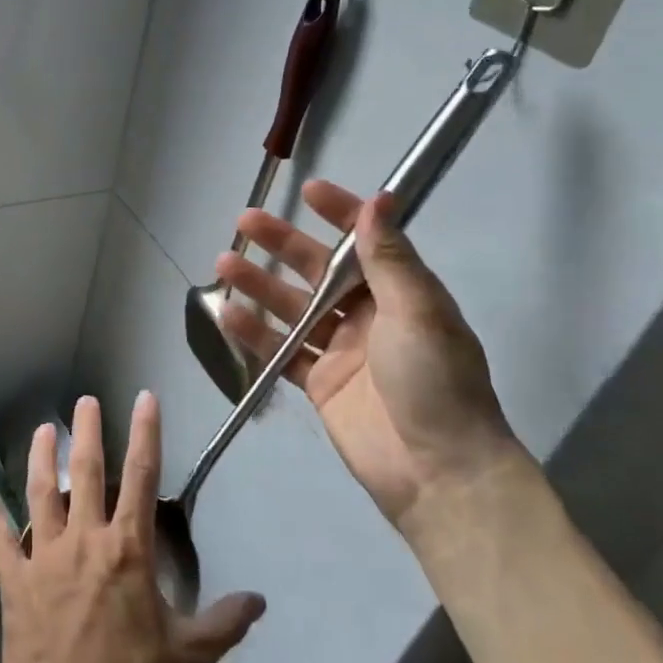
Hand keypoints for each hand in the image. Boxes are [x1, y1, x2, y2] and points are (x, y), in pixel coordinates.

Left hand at [0, 393, 265, 662]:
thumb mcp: (188, 658)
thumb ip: (224, 623)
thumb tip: (260, 600)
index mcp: (127, 549)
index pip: (142, 476)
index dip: (146, 433)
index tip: (144, 398)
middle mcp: (84, 540)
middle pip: (88, 472)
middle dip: (89, 431)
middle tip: (86, 399)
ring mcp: (45, 556)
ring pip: (42, 493)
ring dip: (43, 458)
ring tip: (44, 429)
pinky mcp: (15, 579)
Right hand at [214, 180, 521, 525]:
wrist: (438, 471)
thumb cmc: (435, 381)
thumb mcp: (418, 312)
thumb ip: (389, 259)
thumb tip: (379, 199)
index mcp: (401, 294)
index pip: (366, 242)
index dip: (341, 214)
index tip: (310, 191)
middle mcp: (369, 316)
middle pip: (318, 271)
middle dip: (283, 245)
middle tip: (246, 221)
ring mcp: (341, 350)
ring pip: (292, 308)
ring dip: (260, 285)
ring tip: (224, 263)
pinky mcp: (319, 384)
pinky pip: (281, 351)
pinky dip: (254, 334)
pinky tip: (227, 316)